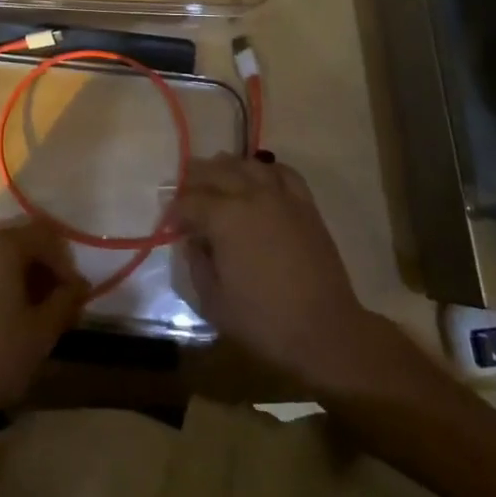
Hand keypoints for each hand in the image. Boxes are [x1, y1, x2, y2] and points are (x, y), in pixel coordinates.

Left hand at [0, 221, 88, 418]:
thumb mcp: (42, 332)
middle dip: (39, 269)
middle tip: (51, 303)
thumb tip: (78, 286)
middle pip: (17, 244)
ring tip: (24, 314)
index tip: (72, 295)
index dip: (64, 263)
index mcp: (3, 246)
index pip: (45, 237)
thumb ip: (65, 302)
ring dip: (14, 279)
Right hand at [169, 155, 387, 386]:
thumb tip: (195, 241)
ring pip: (248, 165)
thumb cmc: (263, 321)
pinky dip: (266, 170)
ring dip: (227, 167)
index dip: (175, 212)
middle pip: (215, 172)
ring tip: (217, 176)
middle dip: (194, 179)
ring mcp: (281, 197)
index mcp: (224, 218)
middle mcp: (251, 196)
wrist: (324, 331)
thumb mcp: (212, 301)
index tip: (170, 225)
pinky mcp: (305, 205)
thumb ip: (196, 264)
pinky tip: (258, 178)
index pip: (189, 202)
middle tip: (185, 194)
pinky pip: (283, 173)